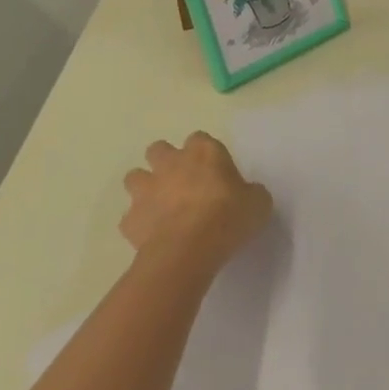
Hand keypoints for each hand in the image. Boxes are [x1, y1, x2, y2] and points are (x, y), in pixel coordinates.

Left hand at [121, 132, 272, 278]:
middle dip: (165, 162)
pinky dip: (139, 224)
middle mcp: (170, 163)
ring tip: (160, 207)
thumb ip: (250, 193)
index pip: (200, 139)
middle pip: (159, 149)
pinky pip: (131, 218)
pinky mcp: (130, 219)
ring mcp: (146, 189)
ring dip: (145, 188)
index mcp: (203, 153)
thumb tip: (247, 194)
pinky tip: (153, 237)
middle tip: (182, 184)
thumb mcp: (258, 203)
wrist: (188, 250)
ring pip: (135, 177)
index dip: (205, 154)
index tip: (214, 172)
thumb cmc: (227, 218)